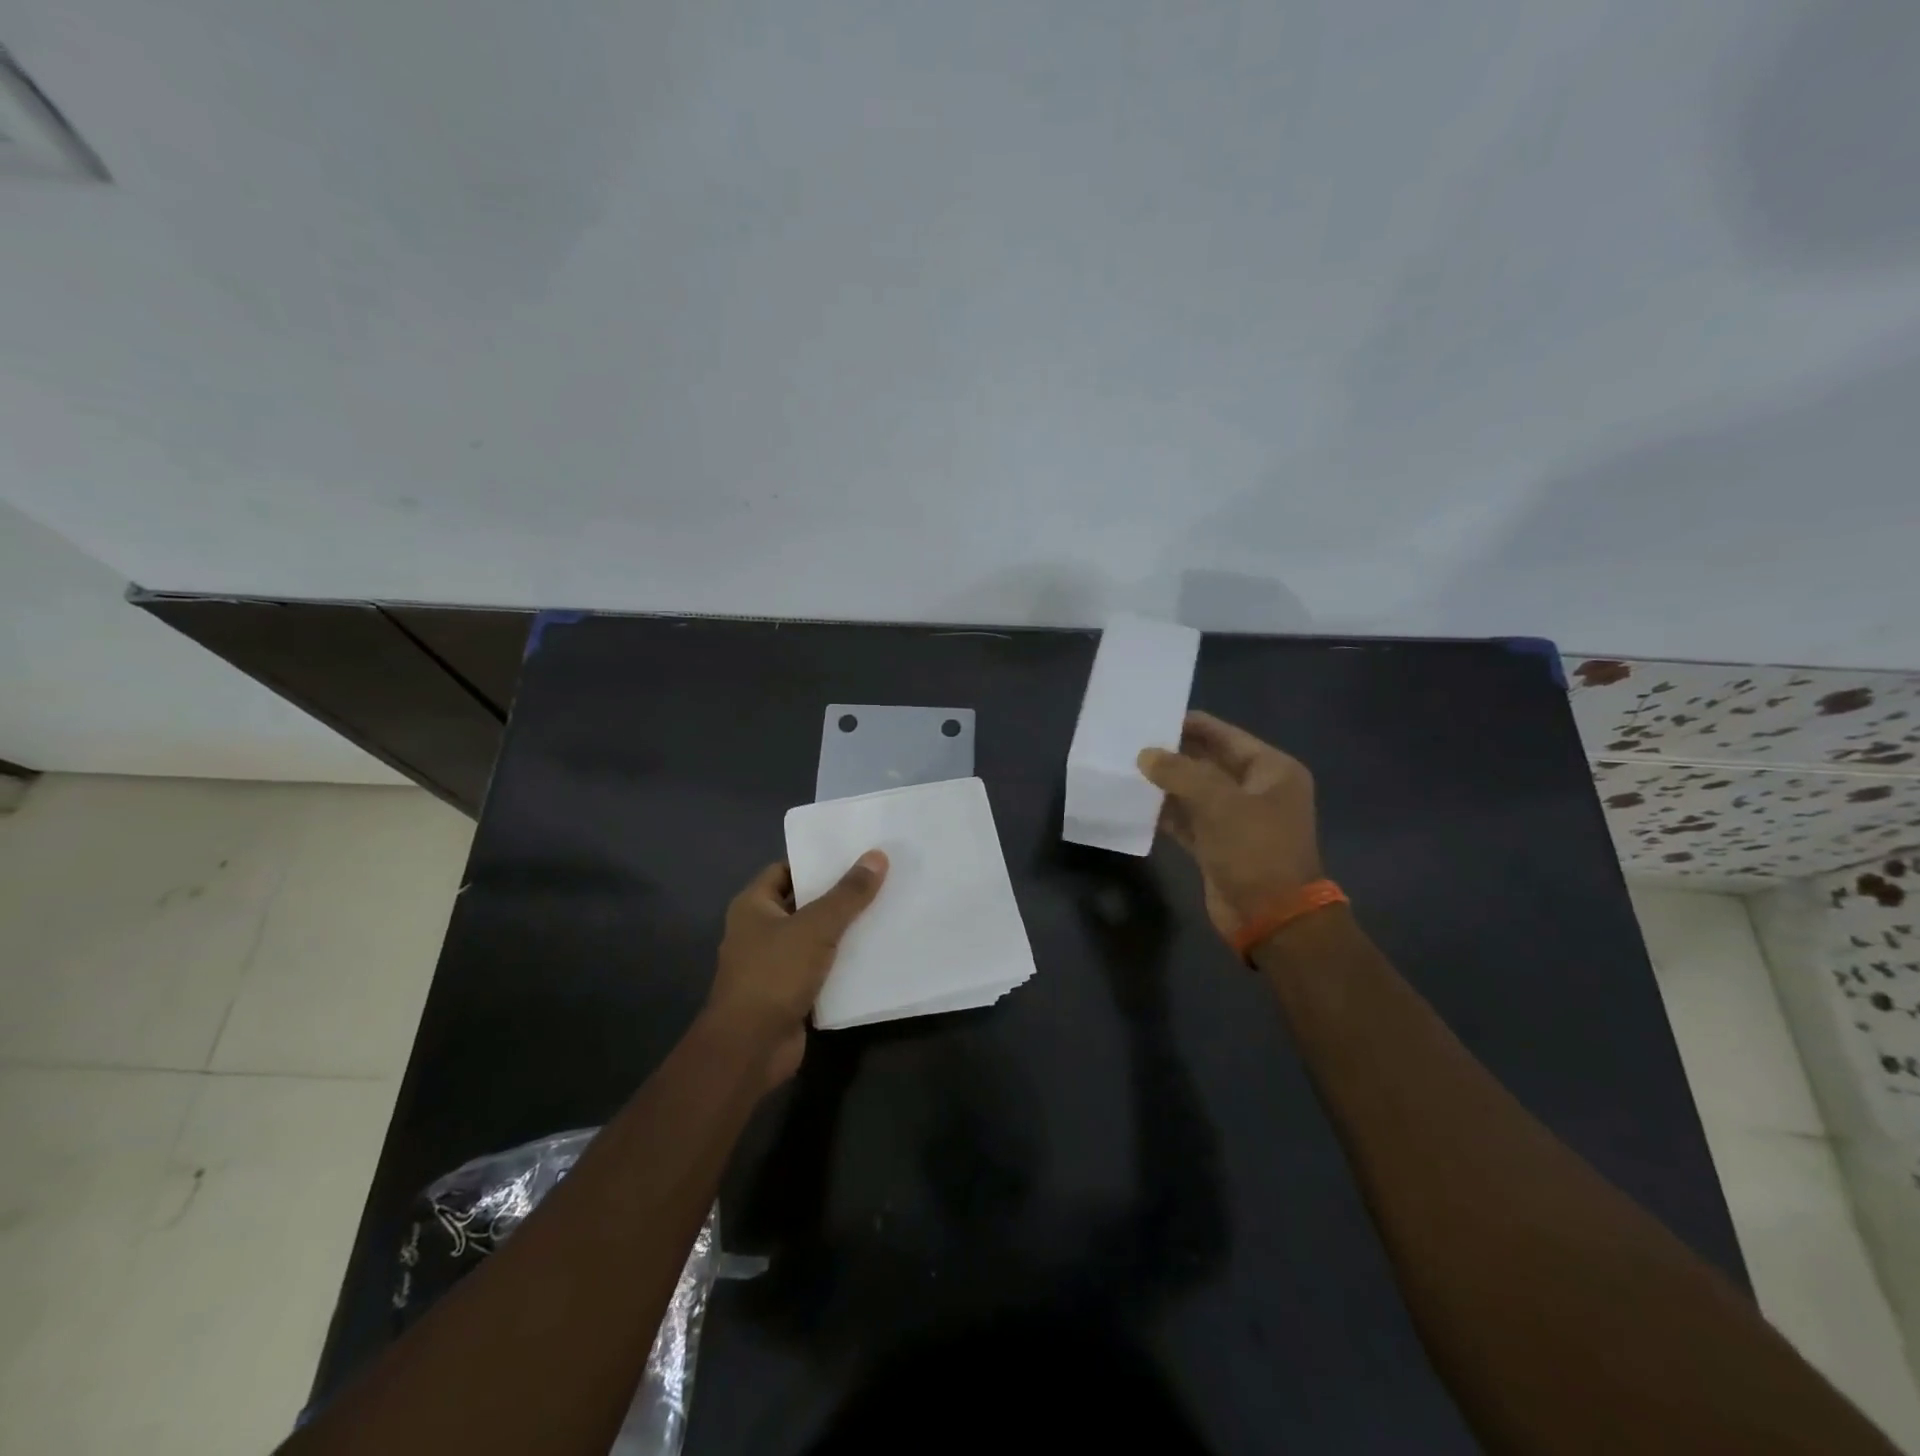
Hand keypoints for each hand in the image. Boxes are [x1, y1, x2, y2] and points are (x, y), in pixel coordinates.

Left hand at [706, 852, 888, 1089]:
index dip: (818, 861)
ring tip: (887, 910)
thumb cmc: (774, 974)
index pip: (787, 869)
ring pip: (816, 937)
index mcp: (753, 905)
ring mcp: (775, 964)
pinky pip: (822, 968)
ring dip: (845, 930)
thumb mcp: (816, 927)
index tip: (855, 854)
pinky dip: (844, 962)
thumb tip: (877, 856)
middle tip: (880, 879)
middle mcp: (760, 930)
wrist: (750, 1048)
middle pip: (805, 903)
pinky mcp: (791, 992)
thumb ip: (848, 893)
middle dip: (839, 895)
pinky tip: (877, 953)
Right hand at [1138, 711, 1321, 943]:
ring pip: (1195, 792)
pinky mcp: (1218, 845)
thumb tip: (1145, 755)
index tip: (1153, 716)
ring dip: (1165, 784)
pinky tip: (1136, 803)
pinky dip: (1165, 812)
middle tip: (1132, 741)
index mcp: (1271, 770)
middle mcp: (1256, 790)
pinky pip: (1187, 819)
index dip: (1191, 725)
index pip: (1226, 736)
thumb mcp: (1219, 803)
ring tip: (1127, 768)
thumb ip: (1180, 773)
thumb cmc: (1255, 850)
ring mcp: (1237, 819)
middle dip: (1173, 754)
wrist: (1272, 918)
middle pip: (1209, 762)